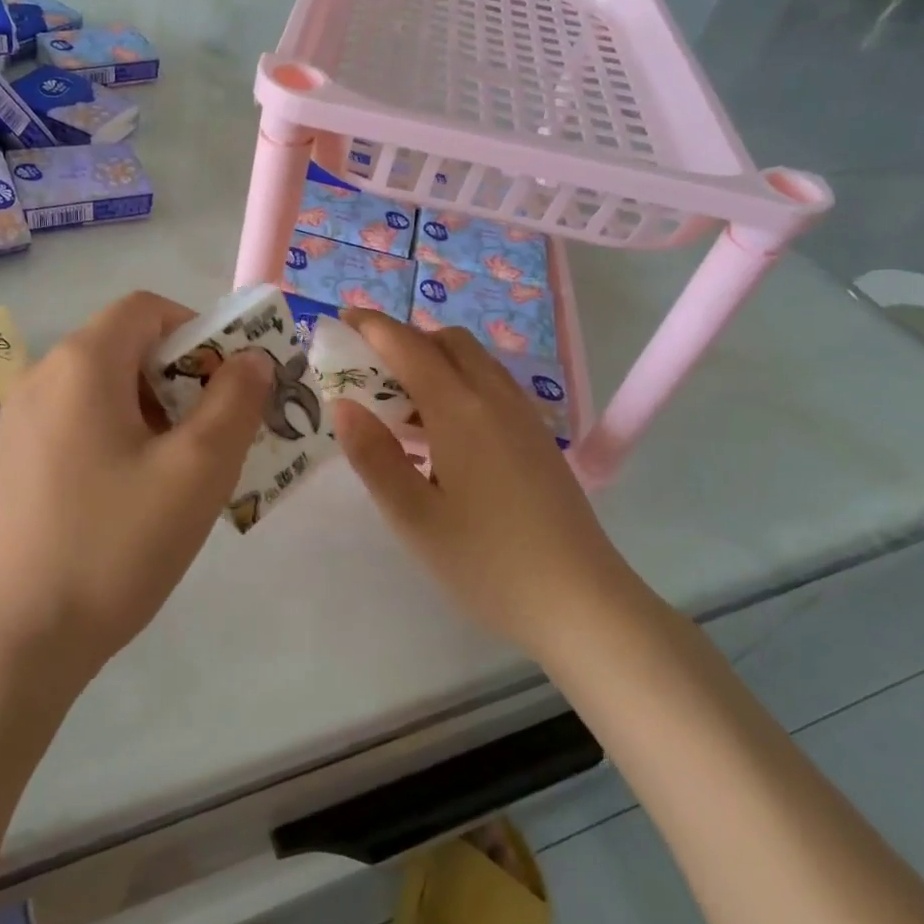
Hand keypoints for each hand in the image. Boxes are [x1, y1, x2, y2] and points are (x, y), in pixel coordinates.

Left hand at [0, 290, 268, 698]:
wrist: (0, 648)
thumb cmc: (109, 547)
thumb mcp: (195, 472)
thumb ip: (234, 403)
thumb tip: (250, 359)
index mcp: (81, 363)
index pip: (148, 308)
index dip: (201, 331)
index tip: (232, 384)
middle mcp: (40, 378)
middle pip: (126, 348)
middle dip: (184, 380)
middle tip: (219, 437)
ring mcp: (17, 424)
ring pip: (104, 393)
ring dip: (155, 415)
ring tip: (183, 477)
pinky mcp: (9, 466)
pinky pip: (78, 428)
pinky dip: (119, 441)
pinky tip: (134, 503)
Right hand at [332, 310, 635, 661]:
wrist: (582, 603)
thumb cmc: (488, 563)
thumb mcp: (414, 518)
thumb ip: (375, 457)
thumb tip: (344, 406)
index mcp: (461, 410)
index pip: (409, 346)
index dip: (372, 327)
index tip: (341, 320)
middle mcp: (495, 398)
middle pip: (447, 342)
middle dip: (405, 340)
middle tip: (369, 372)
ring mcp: (523, 416)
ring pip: (474, 362)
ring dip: (433, 362)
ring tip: (400, 406)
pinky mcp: (537, 438)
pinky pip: (491, 387)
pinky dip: (458, 384)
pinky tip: (443, 434)